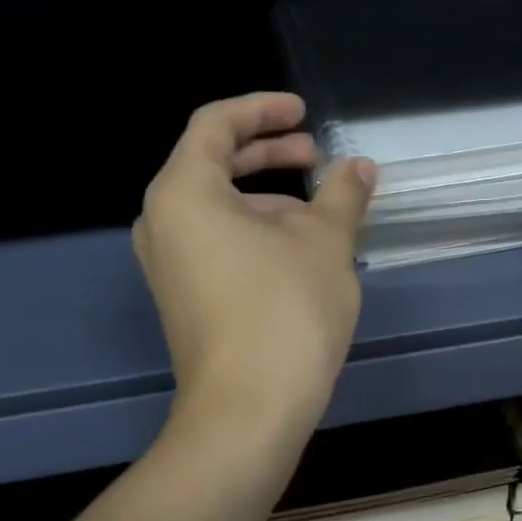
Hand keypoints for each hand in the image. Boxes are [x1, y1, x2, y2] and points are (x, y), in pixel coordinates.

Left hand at [134, 91, 376, 434]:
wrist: (249, 411)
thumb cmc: (285, 310)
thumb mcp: (325, 242)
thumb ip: (342, 194)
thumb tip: (359, 167)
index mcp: (184, 192)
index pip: (216, 125)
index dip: (263, 109)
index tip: (304, 113)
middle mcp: (163, 222)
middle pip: (213, 164)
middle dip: (268, 154)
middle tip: (315, 156)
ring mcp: (168, 265)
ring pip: (218, 209)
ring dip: (268, 199)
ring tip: (320, 214)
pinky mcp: (183, 298)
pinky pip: (216, 243)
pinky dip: (255, 233)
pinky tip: (299, 253)